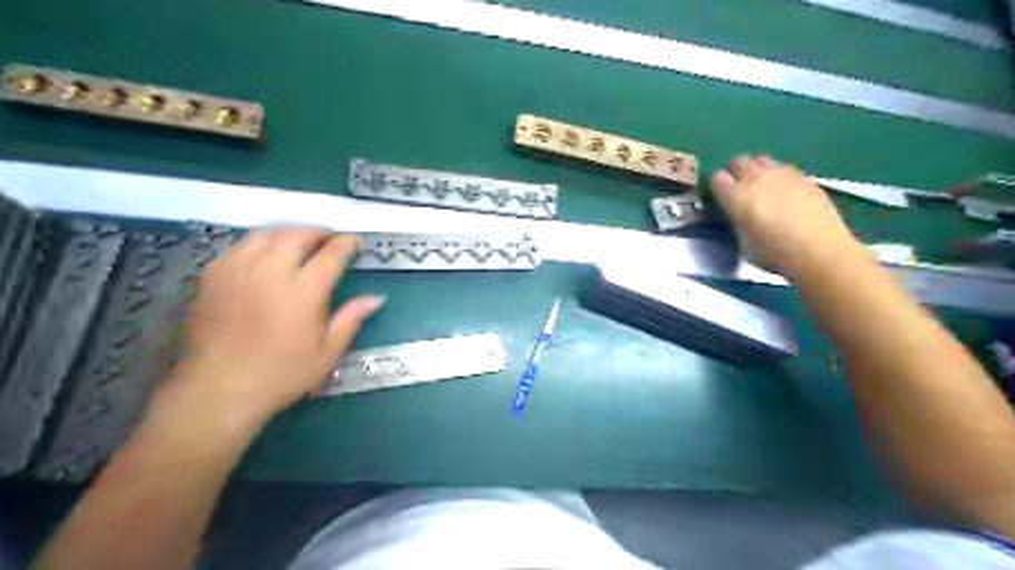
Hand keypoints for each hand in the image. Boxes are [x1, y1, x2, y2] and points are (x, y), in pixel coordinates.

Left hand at [153, 226, 383, 426]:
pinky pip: (239, 247)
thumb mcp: (326, 354)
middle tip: (329, 238)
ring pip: (265, 235)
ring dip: (287, 232)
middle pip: (295, 235)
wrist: (218, 390)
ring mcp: (238, 272)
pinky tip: (263, 255)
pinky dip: (258, 244)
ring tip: (298, 241)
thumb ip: (350, 320)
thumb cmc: (280, 374)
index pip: (330, 255)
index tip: (355, 241)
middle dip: (317, 232)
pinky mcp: (213, 278)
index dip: (345, 244)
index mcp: (302, 292)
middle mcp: (270, 273)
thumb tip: (376, 298)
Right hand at [709, 156, 859, 275]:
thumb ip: (737, 222)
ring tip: (762, 187)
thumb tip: (738, 215)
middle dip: (735, 172)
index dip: (717, 187)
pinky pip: (784, 168)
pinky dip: (778, 175)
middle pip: (738, 161)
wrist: (818, 250)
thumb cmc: (773, 253)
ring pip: (762, 160)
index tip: (720, 197)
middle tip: (738, 189)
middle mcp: (756, 178)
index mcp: (736, 196)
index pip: (717, 178)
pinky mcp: (804, 177)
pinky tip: (784, 192)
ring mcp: (782, 174)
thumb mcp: (742, 242)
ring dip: (757, 170)